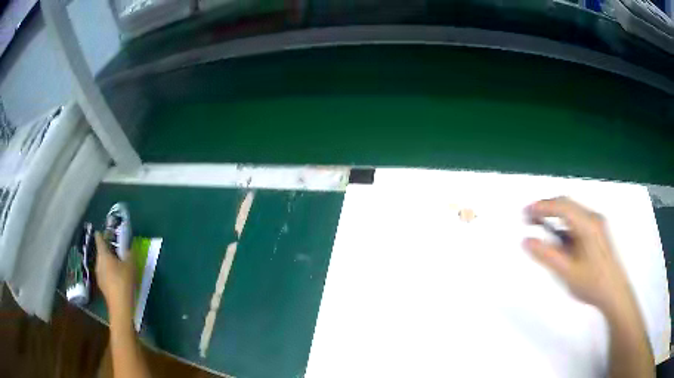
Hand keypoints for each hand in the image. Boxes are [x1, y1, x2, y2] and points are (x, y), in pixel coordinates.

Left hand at [95, 232, 134, 324]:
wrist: (120, 305)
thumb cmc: (124, 281)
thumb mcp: (130, 265)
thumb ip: (129, 254)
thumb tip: (128, 248)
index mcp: (103, 254)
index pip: (99, 239)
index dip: (102, 234)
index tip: (104, 231)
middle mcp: (98, 263)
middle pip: (101, 252)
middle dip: (107, 250)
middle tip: (116, 249)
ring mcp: (99, 275)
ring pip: (102, 264)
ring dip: (108, 262)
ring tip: (118, 264)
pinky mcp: (102, 286)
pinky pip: (105, 274)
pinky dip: (109, 272)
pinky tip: (117, 278)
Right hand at [523, 197, 633, 315]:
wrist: (614, 293)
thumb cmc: (592, 283)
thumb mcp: (567, 272)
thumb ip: (547, 255)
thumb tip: (526, 240)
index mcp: (587, 224)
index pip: (562, 206)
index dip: (542, 206)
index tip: (525, 212)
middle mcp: (593, 218)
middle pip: (567, 204)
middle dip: (547, 208)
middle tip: (529, 219)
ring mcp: (597, 224)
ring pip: (572, 212)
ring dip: (555, 216)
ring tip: (539, 226)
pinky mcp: (597, 232)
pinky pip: (577, 222)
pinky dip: (564, 225)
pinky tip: (558, 239)